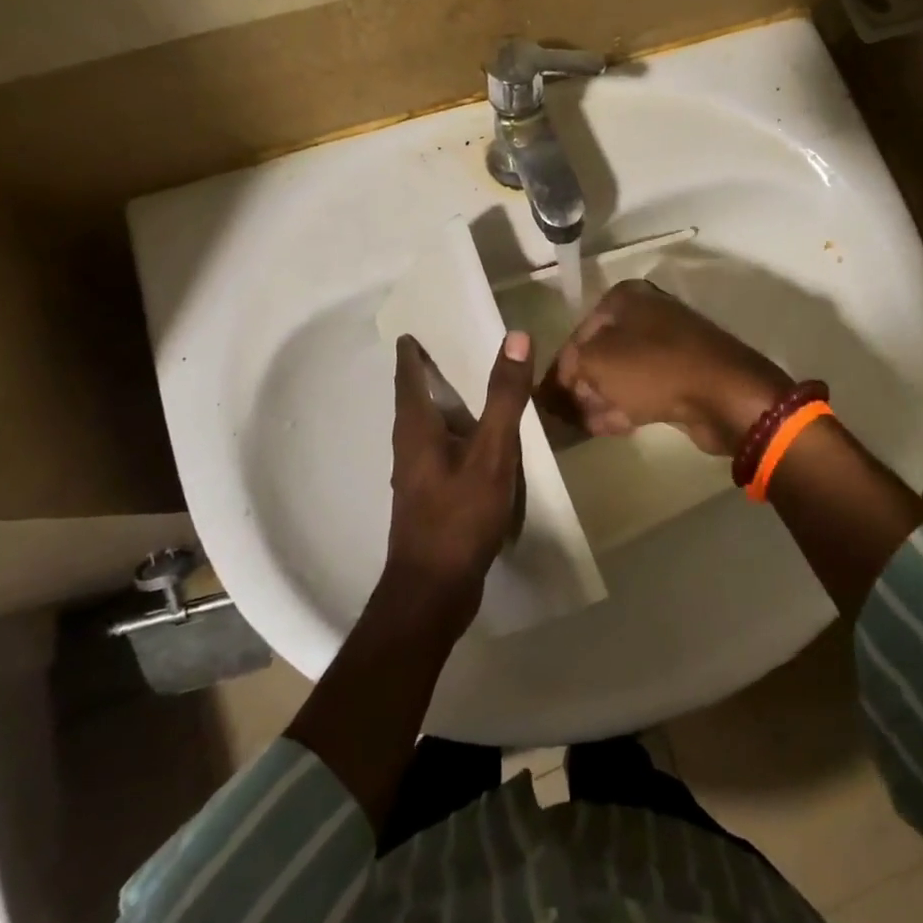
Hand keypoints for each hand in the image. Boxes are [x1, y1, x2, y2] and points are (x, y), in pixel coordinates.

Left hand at [385, 330, 534, 624]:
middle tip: (449, 347)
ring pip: (427, 428)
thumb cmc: (458, 517)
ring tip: (468, 387)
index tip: (415, 330)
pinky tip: (478, 442)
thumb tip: (515, 336)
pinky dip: (456, 433)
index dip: (411, 352)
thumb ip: (504, 397)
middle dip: (426, 374)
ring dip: (442, 404)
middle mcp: (409, 448)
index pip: (408, 377)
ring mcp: (418, 476)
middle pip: (414, 400)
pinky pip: (442, 451)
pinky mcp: (431, 499)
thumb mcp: (491, 453)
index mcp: (416, 430)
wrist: (433, 592)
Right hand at [540, 280, 791, 455]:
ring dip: (599, 399)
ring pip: (622, 374)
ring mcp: (668, 346)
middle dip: (580, 385)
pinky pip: (643, 390)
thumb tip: (556, 386)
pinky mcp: (683, 376)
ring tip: (576, 426)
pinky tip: (604, 428)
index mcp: (626, 298)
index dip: (560, 368)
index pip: (578, 333)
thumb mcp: (596, 362)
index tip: (545, 400)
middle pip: (601, 353)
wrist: (724, 395)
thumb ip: (568, 371)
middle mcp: (647, 315)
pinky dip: (623, 406)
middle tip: (560, 416)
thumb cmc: (653, 368)